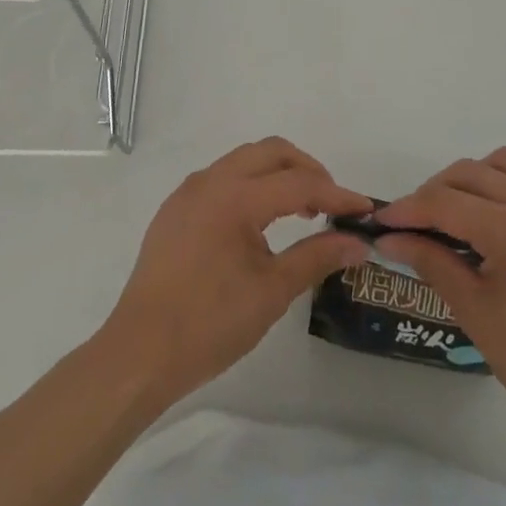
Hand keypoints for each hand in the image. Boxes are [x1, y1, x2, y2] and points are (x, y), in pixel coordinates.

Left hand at [102, 138, 372, 404]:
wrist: (140, 352)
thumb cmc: (210, 323)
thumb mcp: (272, 291)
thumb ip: (317, 256)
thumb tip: (357, 241)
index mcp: (235, 197)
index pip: (298, 183)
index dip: (336, 194)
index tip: (364, 210)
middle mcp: (210, 180)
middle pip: (270, 152)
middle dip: (306, 169)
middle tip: (330, 203)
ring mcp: (189, 192)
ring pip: (244, 161)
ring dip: (277, 174)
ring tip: (300, 211)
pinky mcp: (175, 209)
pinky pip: (222, 179)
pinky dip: (250, 186)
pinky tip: (259, 223)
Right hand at [375, 147, 505, 434]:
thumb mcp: (474, 313)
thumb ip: (430, 262)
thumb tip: (390, 237)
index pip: (446, 202)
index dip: (407, 209)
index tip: (380, 222)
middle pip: (470, 173)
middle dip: (434, 192)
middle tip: (414, 224)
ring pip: (504, 165)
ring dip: (471, 179)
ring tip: (455, 215)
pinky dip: (504, 190)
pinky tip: (496, 225)